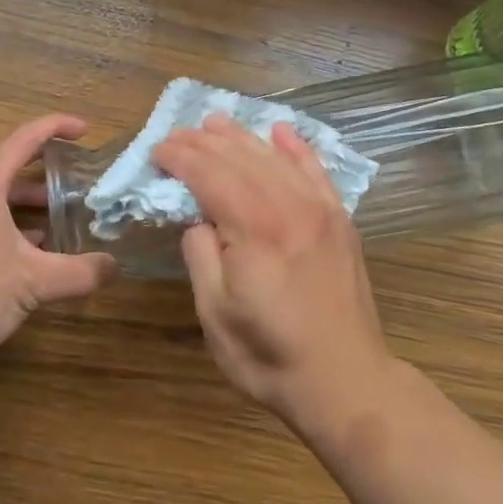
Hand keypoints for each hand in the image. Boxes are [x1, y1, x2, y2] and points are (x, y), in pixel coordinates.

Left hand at [0, 113, 116, 362]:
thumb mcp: (34, 281)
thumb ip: (78, 272)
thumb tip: (114, 267)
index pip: (25, 139)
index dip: (56, 128)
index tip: (84, 130)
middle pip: (8, 167)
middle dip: (45, 174)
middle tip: (75, 182)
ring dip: (24, 204)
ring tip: (56, 221)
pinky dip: (4, 224)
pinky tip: (23, 252)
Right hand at [153, 115, 393, 429]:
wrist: (345, 380)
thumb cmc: (270, 355)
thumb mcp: (216, 314)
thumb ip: (201, 256)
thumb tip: (199, 220)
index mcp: (253, 229)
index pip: (210, 175)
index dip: (181, 158)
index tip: (157, 150)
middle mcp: (288, 206)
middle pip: (240, 159)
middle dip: (204, 142)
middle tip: (176, 134)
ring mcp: (319, 209)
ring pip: (274, 157)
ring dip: (242, 137)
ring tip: (215, 122)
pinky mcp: (339, 219)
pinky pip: (316, 171)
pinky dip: (296, 148)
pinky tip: (281, 131)